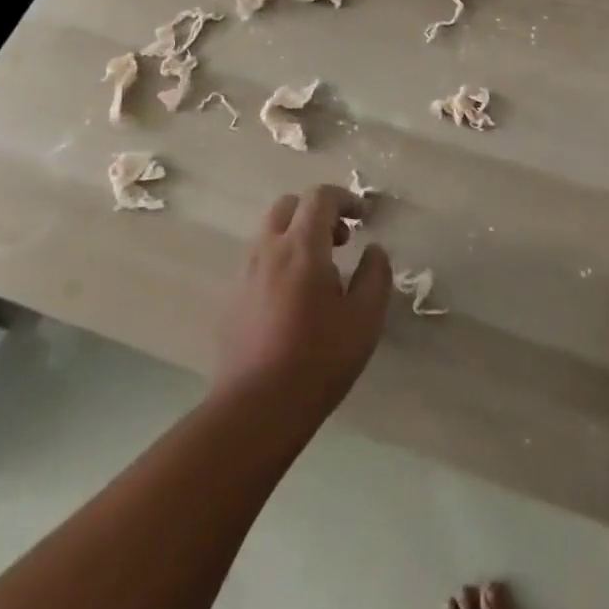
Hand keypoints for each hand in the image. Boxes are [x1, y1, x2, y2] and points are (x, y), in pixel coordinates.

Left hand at [214, 184, 392, 419]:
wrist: (255, 411)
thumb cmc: (317, 360)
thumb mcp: (365, 319)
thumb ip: (375, 275)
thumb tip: (374, 250)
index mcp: (301, 246)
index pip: (320, 197)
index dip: (345, 198)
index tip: (363, 217)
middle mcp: (268, 249)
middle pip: (289, 205)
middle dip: (317, 212)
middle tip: (341, 240)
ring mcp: (245, 274)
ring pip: (270, 232)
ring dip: (296, 235)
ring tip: (320, 271)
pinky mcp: (232, 299)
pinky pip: (258, 261)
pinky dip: (280, 260)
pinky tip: (294, 298)